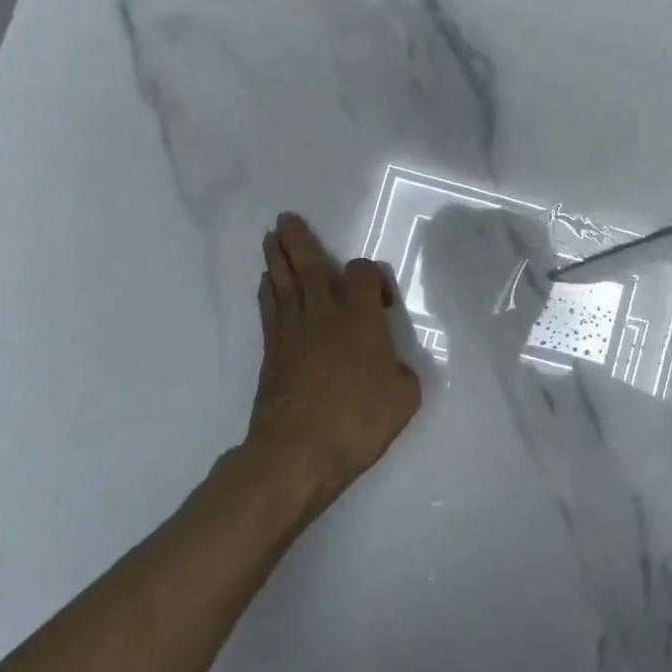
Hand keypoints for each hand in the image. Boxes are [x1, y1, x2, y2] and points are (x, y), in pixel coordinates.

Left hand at [242, 213, 422, 502]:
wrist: (297, 453)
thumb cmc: (358, 422)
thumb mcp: (404, 398)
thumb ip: (401, 372)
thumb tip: (389, 365)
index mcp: (362, 322)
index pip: (363, 275)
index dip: (373, 276)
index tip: (383, 300)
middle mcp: (325, 317)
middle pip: (310, 268)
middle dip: (298, 241)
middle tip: (285, 218)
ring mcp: (293, 333)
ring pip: (284, 284)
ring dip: (277, 258)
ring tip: (271, 237)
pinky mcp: (271, 353)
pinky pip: (270, 310)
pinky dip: (268, 292)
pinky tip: (267, 282)